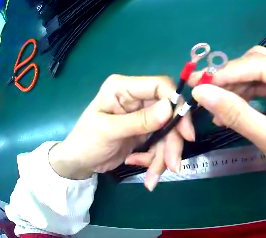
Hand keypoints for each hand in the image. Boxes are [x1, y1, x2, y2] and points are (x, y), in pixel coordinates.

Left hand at [49, 75, 194, 190]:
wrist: (80, 161)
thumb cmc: (86, 141)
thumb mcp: (109, 131)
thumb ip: (139, 121)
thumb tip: (170, 108)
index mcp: (123, 88)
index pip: (159, 86)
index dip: (176, 105)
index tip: (185, 132)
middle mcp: (135, 98)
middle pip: (167, 114)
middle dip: (170, 142)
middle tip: (172, 166)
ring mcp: (140, 116)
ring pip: (165, 133)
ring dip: (162, 157)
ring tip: (152, 179)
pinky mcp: (143, 132)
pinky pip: (158, 145)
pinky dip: (154, 161)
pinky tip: (142, 170)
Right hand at [188, 46, 265, 196]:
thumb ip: (236, 114)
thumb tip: (201, 92)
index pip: (264, 64)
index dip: (229, 72)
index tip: (200, 84)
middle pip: (260, 61)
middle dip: (230, 76)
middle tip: (204, 91)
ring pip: (258, 71)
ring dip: (235, 87)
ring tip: (216, 108)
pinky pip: (262, 83)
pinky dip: (244, 94)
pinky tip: (229, 110)